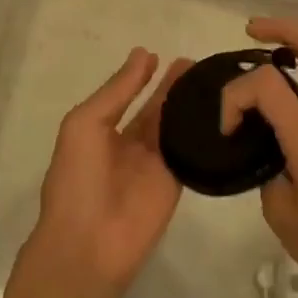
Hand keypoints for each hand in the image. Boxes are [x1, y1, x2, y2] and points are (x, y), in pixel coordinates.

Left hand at [30, 48, 192, 295]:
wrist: (88, 243)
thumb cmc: (77, 177)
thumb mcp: (86, 123)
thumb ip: (117, 91)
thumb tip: (143, 54)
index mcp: (100, 129)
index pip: (126, 95)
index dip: (142, 76)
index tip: (161, 54)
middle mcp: (128, 144)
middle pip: (156, 108)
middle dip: (172, 86)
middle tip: (197, 63)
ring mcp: (153, 164)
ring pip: (175, 126)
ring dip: (189, 105)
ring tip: (212, 80)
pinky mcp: (175, 182)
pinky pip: (190, 151)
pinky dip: (202, 133)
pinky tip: (220, 111)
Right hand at [220, 17, 297, 297]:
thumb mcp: (279, 210)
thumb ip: (264, 170)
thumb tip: (264, 155)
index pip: (267, 84)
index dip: (235, 97)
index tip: (227, 130)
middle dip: (284, 28)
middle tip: (251, 30)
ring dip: (291, 46)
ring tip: (256, 50)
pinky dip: (292, 76)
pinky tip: (268, 97)